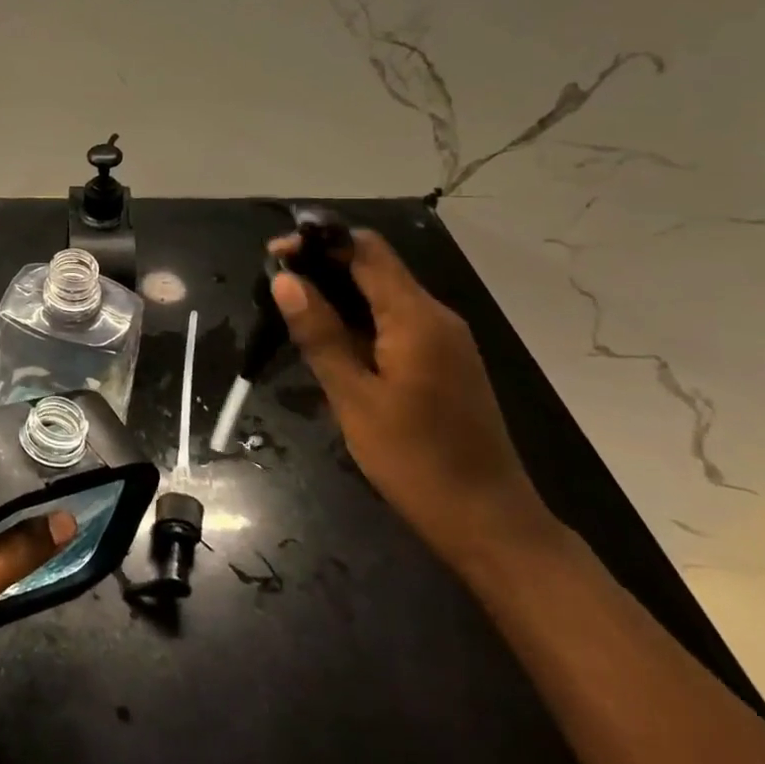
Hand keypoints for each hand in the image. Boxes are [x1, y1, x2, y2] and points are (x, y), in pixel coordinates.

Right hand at [271, 230, 557, 571]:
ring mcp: (444, 340)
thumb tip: (285, 280)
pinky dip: (359, 320)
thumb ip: (320, 334)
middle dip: (323, 267)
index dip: (319, 241)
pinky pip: (395, 322)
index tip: (275, 254)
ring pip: (384, 296)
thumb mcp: (354, 398)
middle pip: (375, 267)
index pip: (366, 249)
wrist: (489, 522)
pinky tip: (329, 342)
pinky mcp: (443, 362)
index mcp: (416, 317)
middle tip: (275, 287)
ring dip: (338, 295)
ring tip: (292, 312)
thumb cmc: (415, 460)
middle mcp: (435, 316)